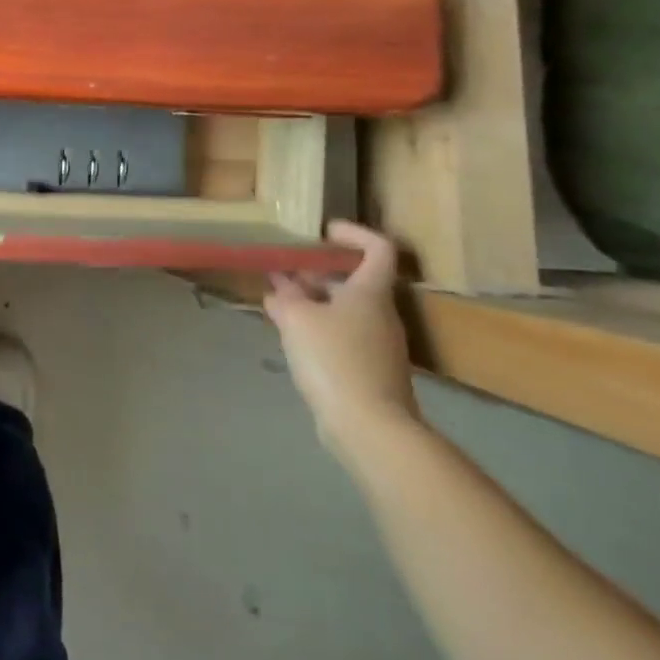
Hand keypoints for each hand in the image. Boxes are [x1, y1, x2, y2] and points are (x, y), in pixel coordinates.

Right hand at [265, 221, 421, 464]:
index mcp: (370, 293)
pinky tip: (293, 337)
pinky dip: (319, 328)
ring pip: (345, 310)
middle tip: (283, 271)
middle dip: (317, 274)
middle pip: (354, 282)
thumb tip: (279, 289)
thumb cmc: (334, 359)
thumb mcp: (296, 319)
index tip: (324, 232)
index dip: (354, 234)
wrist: (370, 427)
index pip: (378, 249)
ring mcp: (379, 345)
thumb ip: (285, 298)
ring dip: (314, 302)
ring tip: (279, 303)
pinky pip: (344, 337)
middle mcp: (381, 314)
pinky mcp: (371, 372)